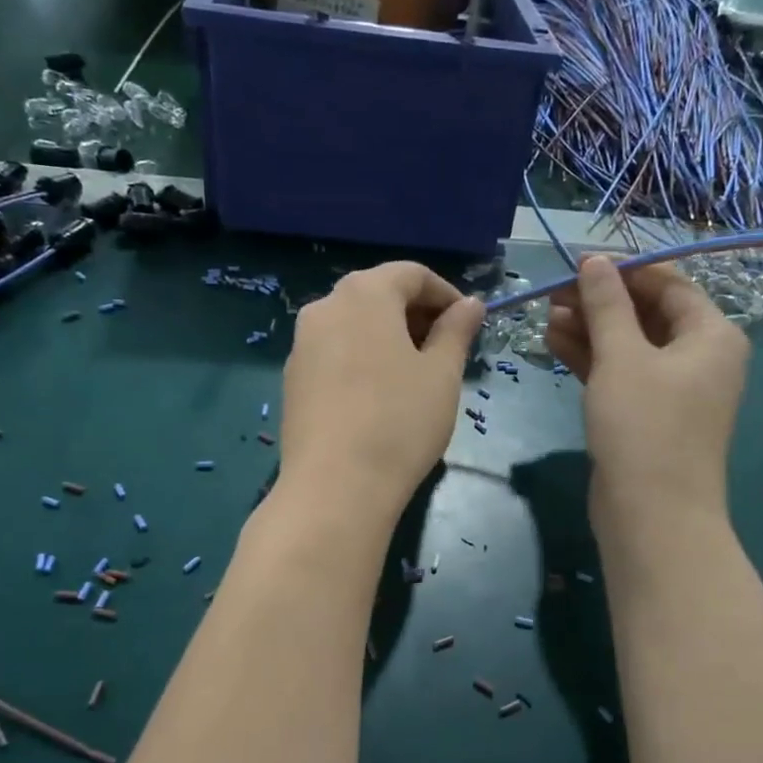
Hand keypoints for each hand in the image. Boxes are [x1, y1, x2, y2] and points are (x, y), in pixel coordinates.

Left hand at [279, 262, 484, 520]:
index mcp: (364, 294)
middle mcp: (325, 308)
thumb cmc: (400, 422)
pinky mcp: (292, 380)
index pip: (411, 274)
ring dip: (388, 337)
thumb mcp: (441, 374)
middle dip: (416, 315)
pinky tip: (379, 396)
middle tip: (446, 350)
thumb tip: (470, 304)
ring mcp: (301, 345)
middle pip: (378, 295)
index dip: (446, 294)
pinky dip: (362, 359)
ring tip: (415, 375)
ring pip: (353, 325)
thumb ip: (457, 331)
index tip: (469, 324)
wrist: (335, 488)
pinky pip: (334, 353)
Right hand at [546, 255, 748, 527]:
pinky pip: (620, 373)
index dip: (623, 269)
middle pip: (647, 313)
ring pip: (629, 345)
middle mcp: (699, 357)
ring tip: (547, 316)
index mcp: (711, 334)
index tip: (577, 263)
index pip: (668, 283)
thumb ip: (606, 304)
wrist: (652, 514)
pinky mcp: (647, 414)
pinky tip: (554, 342)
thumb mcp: (622, 357)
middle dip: (600, 301)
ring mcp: (673, 389)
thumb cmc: (644, 425)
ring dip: (590, 328)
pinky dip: (592, 358)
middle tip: (554, 292)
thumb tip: (594, 261)